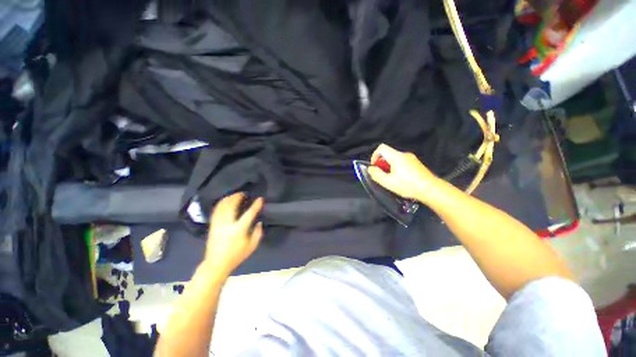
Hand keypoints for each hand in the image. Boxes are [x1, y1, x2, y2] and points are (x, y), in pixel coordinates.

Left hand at [204, 193, 263, 276]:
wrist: (216, 264)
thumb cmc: (236, 256)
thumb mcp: (252, 246)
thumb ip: (258, 233)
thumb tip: (259, 222)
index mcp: (238, 230)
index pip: (249, 214)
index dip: (255, 205)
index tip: (260, 199)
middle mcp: (227, 224)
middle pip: (231, 206)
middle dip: (238, 197)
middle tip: (244, 193)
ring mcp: (218, 224)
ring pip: (222, 206)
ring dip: (229, 198)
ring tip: (235, 195)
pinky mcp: (212, 225)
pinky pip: (216, 210)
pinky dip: (221, 203)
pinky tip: (225, 201)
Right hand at [368, 144, 438, 200]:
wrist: (431, 189)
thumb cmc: (408, 185)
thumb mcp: (388, 182)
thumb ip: (376, 174)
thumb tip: (370, 168)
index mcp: (396, 156)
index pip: (381, 148)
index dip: (374, 155)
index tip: (375, 166)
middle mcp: (404, 154)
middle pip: (388, 154)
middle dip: (382, 163)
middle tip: (382, 175)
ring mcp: (411, 159)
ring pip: (395, 159)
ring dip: (389, 167)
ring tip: (391, 179)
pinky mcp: (416, 164)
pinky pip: (402, 162)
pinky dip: (397, 168)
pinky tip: (401, 179)